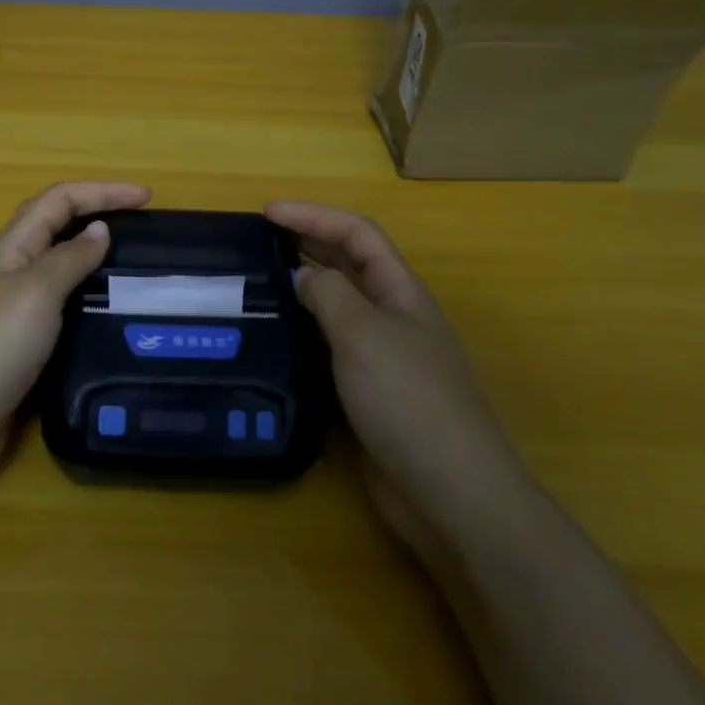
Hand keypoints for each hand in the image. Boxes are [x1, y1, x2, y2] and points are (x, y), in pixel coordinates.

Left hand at [0, 181, 150, 488]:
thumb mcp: (36, 292)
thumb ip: (69, 258)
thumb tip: (99, 228)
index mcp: (11, 248)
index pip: (59, 200)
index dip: (102, 191)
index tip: (147, 197)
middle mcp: (10, 273)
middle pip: (56, 228)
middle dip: (98, 216)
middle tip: (144, 229)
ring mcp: (12, 313)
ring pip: (59, 271)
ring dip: (95, 261)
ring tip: (137, 271)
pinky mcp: (20, 350)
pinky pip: (61, 311)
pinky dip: (87, 303)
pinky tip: (110, 319)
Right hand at [265, 200, 529, 552]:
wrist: (449, 492)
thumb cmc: (408, 398)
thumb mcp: (363, 333)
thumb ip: (328, 294)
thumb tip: (301, 276)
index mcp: (400, 291)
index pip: (356, 233)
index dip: (313, 215)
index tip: (266, 212)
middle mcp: (391, 316)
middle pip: (347, 264)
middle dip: (305, 245)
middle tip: (255, 243)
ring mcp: (380, 356)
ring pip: (335, 307)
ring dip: (300, 290)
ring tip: (255, 285)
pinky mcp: (366, 393)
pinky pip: (328, 348)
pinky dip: (301, 334)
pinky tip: (274, 339)